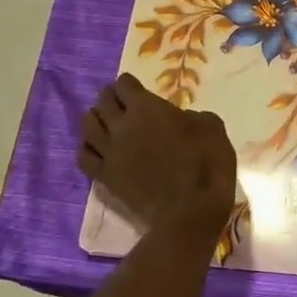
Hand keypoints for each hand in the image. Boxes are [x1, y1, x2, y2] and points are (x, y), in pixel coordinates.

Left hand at [78, 74, 237, 234]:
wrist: (190, 212)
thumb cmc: (207, 165)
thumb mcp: (213, 127)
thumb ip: (191, 116)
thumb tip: (181, 119)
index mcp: (147, 108)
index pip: (124, 85)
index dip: (130, 84)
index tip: (137, 89)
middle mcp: (121, 125)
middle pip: (102, 102)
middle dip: (111, 98)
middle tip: (121, 103)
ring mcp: (109, 152)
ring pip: (87, 126)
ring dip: (96, 120)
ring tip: (105, 123)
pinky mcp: (105, 177)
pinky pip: (84, 157)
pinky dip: (88, 148)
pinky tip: (97, 150)